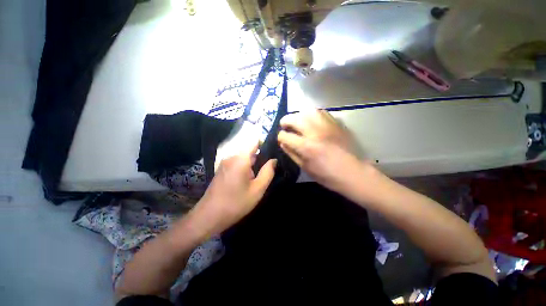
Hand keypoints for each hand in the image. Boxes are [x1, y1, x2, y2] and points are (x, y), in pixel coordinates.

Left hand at [190, 143, 276, 235]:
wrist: (208, 216)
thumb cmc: (236, 203)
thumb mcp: (257, 189)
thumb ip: (268, 172)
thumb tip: (274, 160)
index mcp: (240, 159)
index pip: (254, 141)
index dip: (265, 143)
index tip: (274, 152)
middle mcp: (231, 157)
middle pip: (250, 151)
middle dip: (261, 158)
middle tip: (269, 170)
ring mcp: (225, 163)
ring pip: (244, 158)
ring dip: (253, 164)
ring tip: (259, 177)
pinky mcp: (222, 169)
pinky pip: (237, 163)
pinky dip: (245, 168)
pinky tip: (248, 181)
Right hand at [277, 109, 363, 192]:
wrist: (353, 172)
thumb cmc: (327, 175)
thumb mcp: (305, 167)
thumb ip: (292, 153)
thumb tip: (282, 143)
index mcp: (306, 147)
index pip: (285, 136)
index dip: (280, 137)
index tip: (281, 139)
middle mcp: (315, 132)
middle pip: (295, 118)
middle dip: (285, 121)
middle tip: (284, 125)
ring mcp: (327, 126)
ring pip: (308, 111)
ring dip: (299, 115)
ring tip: (297, 121)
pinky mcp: (336, 124)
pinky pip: (322, 112)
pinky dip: (312, 114)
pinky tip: (311, 120)